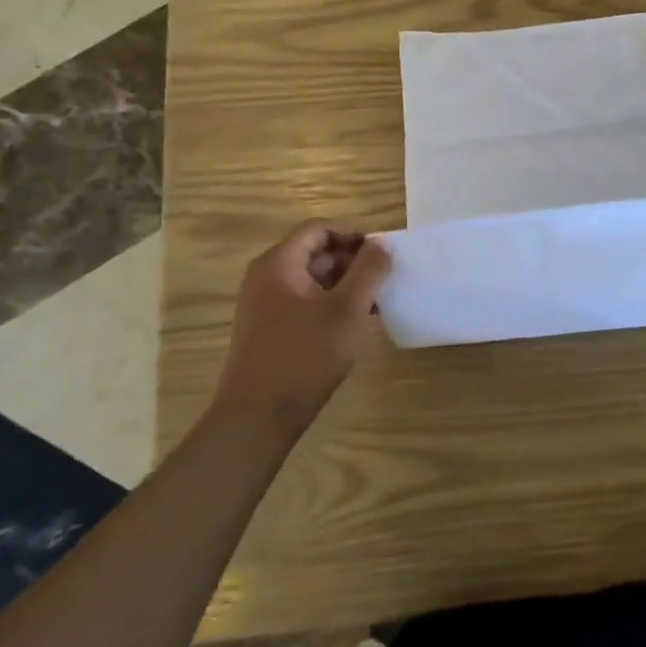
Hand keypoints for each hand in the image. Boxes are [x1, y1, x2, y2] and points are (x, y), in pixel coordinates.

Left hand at [213, 223, 391, 433]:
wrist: (258, 417)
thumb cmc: (306, 355)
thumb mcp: (347, 308)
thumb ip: (369, 270)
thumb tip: (382, 245)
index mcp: (279, 264)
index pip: (319, 229)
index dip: (353, 233)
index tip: (383, 250)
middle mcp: (267, 278)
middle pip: (315, 252)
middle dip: (353, 260)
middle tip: (386, 276)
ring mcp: (265, 306)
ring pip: (313, 280)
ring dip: (347, 284)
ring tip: (379, 300)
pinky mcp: (271, 330)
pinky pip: (306, 303)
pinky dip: (333, 304)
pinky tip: (358, 322)